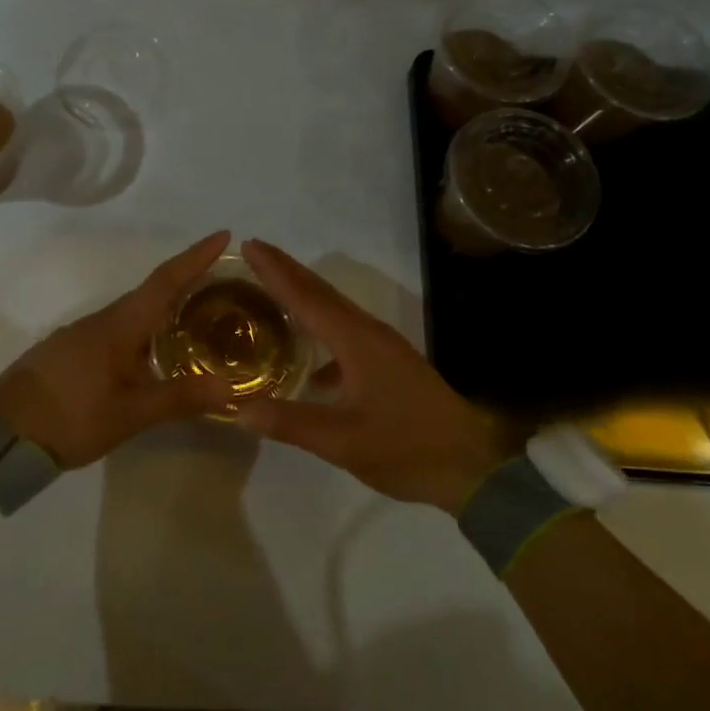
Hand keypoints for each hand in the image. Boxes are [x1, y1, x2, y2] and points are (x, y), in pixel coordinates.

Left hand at [0, 232, 235, 468]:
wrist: (2, 433)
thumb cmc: (70, 416)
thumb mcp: (129, 413)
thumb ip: (179, 397)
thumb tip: (231, 386)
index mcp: (121, 324)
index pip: (166, 280)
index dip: (195, 257)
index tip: (223, 235)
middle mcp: (104, 319)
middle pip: (152, 290)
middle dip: (188, 279)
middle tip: (224, 280)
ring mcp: (85, 334)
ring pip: (135, 310)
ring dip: (167, 304)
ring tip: (199, 314)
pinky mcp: (73, 351)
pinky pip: (121, 327)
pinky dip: (147, 326)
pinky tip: (156, 348)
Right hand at [233, 240, 529, 511]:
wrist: (470, 465)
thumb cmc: (406, 448)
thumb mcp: (342, 442)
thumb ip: (291, 422)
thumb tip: (239, 409)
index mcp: (355, 340)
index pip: (306, 297)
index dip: (275, 271)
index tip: (249, 245)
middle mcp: (367, 332)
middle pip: (320, 291)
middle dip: (286, 269)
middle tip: (254, 250)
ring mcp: (381, 345)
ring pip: (334, 307)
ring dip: (302, 291)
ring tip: (271, 284)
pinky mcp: (388, 360)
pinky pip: (344, 327)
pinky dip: (319, 323)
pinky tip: (306, 349)